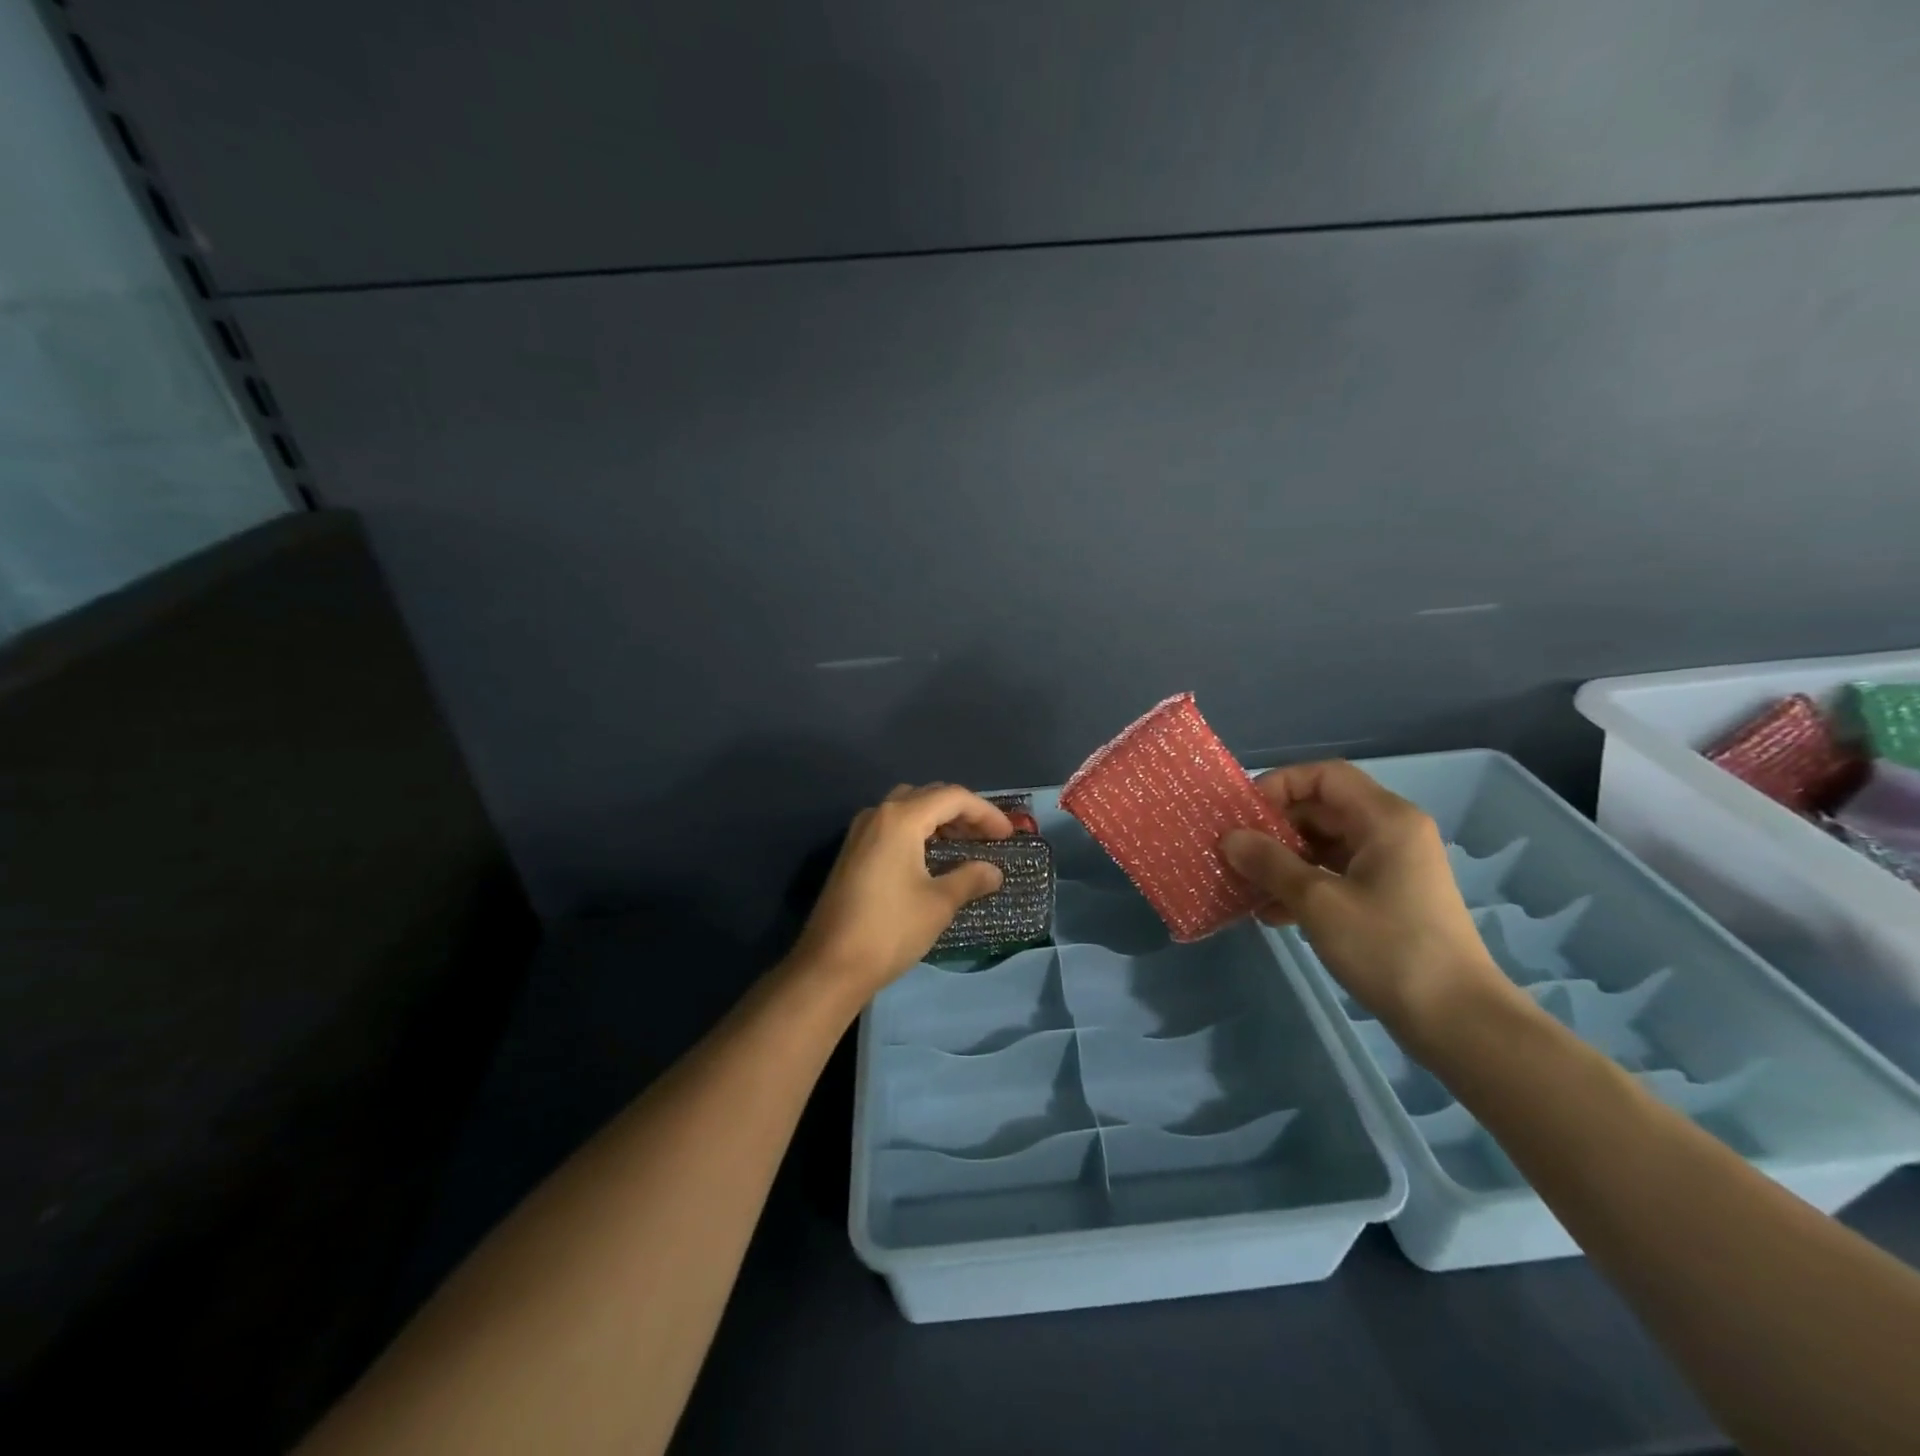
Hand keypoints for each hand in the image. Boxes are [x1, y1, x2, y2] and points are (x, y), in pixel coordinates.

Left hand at [786, 783, 1012, 1003]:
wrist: (829, 965)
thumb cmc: (889, 930)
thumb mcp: (938, 904)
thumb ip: (970, 879)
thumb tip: (994, 871)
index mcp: (901, 819)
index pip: (952, 797)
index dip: (985, 812)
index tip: (1008, 836)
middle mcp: (878, 814)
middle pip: (929, 796)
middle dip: (962, 812)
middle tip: (988, 837)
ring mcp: (861, 832)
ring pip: (908, 808)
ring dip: (939, 820)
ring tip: (965, 845)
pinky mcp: (852, 852)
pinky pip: (892, 826)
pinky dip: (918, 831)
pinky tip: (932, 858)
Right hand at [1220, 761, 1523, 1045]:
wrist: (1456, 1021)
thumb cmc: (1388, 948)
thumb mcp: (1318, 902)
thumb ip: (1270, 863)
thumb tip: (1229, 838)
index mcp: (1384, 819)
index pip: (1324, 776)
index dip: (1279, 785)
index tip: (1244, 816)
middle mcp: (1390, 833)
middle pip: (1321, 809)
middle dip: (1274, 828)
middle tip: (1234, 851)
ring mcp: (1390, 867)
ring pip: (1324, 845)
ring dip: (1282, 861)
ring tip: (1244, 884)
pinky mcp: (1386, 899)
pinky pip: (1335, 875)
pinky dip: (1302, 886)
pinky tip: (1270, 914)